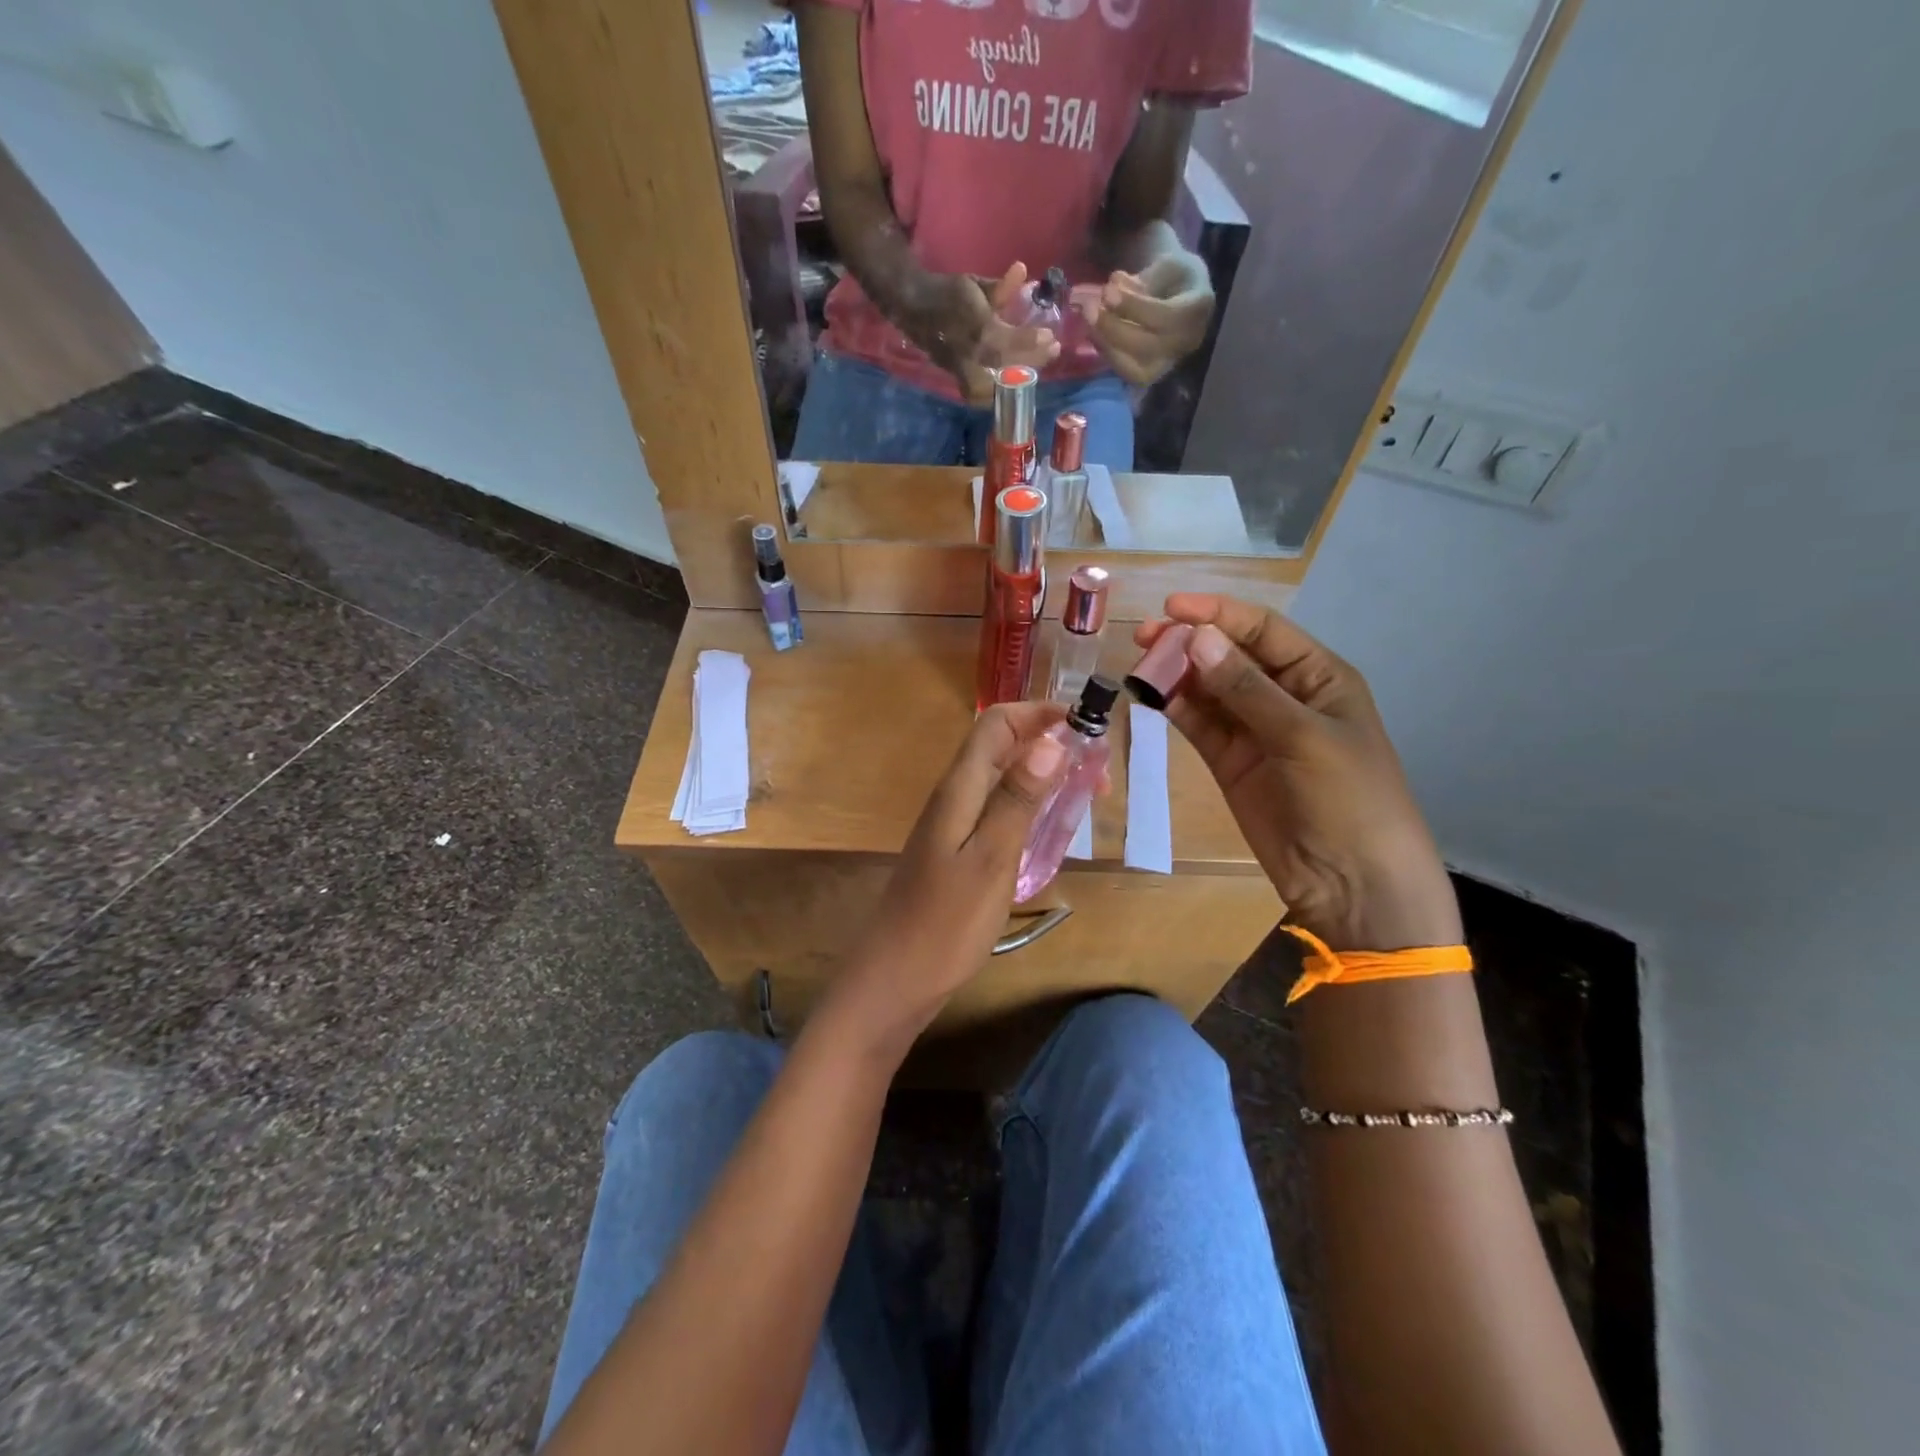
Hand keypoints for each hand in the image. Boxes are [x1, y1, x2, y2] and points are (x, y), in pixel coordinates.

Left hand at [827, 701, 1071, 1053]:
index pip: (996, 724)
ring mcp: (952, 824)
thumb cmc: (946, 923)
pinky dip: (1029, 806)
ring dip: (1042, 775)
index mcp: (959, 789)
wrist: (895, 978)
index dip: (1039, 713)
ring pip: (1001, 779)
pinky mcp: (956, 850)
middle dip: (1049, 744)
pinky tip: (1050, 831)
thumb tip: (1049, 741)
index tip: (1087, 724)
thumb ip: (1017, 799)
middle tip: (1097, 774)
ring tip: (1085, 796)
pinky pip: (997, 809)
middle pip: (1000, 747)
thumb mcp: (991, 858)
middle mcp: (954, 797)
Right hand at [899, 263, 1060, 405]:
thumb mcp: (973, 285)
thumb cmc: (948, 293)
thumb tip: (1023, 271)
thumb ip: (999, 288)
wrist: (912, 307)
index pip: (1006, 339)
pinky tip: (1014, 384)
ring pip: (993, 384)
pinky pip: (979, 392)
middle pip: (1004, 364)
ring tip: (1036, 369)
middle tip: (1052, 351)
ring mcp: (960, 367)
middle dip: (1031, 359)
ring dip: (1017, 378)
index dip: (1029, 340)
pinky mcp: (955, 377)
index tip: (1050, 337)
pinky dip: (997, 391)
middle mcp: (968, 351)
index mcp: (974, 325)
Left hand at [1075, 253, 1213, 385]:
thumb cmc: (1173, 276)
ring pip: (1137, 368)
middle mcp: (1187, 342)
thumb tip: (1114, 286)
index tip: (1107, 291)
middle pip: (1148, 345)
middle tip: (1089, 308)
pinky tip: (1095, 335)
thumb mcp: (1165, 264)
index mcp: (1198, 308)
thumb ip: (1143, 279)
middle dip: (1114, 328)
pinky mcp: (1153, 374)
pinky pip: (1128, 374)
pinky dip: (1109, 355)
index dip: (1133, 306)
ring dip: (1107, 345)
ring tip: (1088, 322)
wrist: (1182, 297)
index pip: (1164, 315)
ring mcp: (1170, 362)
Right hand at [1136, 594, 1460, 951]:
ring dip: (1176, 673)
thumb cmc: (1348, 798)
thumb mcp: (1302, 736)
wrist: (1351, 882)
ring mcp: (1254, 729)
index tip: (1172, 608)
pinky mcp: (1229, 760)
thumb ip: (1245, 688)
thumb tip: (1196, 638)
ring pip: (1208, 688)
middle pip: (1229, 655)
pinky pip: (1198, 723)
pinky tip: (1149, 695)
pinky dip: (1174, 707)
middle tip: (1144, 638)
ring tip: (1139, 662)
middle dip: (1190, 642)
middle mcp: (1284, 695)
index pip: (1263, 631)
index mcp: (1318, 677)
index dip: (1219, 614)